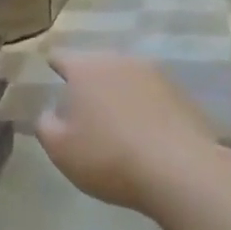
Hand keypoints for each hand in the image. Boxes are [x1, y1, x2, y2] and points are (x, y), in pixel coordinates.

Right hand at [36, 51, 226, 212]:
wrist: (183, 173)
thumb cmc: (108, 157)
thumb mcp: (60, 149)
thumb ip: (45, 125)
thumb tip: (50, 113)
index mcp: (86, 69)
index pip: (61, 57)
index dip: (53, 66)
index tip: (50, 77)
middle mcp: (121, 62)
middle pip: (97, 65)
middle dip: (88, 81)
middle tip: (80, 106)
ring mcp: (157, 76)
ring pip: (127, 79)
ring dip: (118, 94)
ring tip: (113, 121)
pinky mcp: (184, 96)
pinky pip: (153, 97)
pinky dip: (145, 109)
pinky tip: (144, 135)